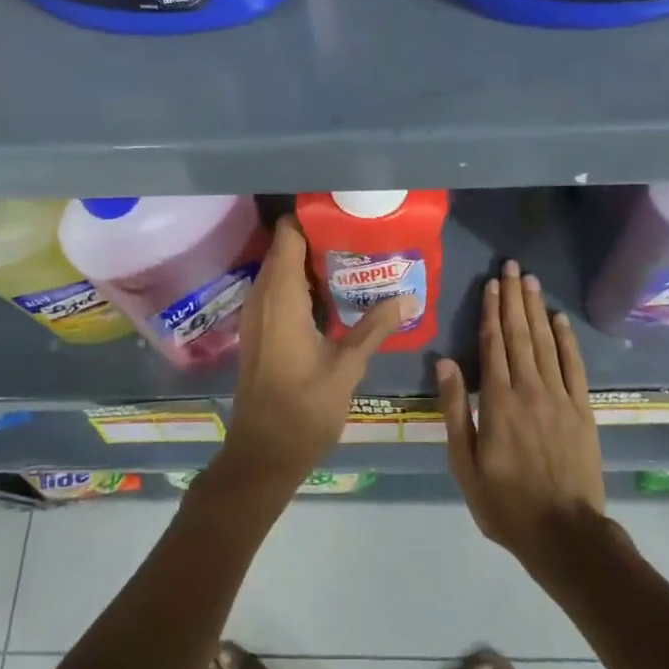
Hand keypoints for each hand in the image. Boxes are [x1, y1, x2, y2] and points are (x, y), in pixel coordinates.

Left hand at [216, 216, 407, 496]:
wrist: (263, 454)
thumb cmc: (304, 408)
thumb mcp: (348, 365)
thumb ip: (377, 326)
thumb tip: (411, 296)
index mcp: (281, 296)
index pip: (288, 234)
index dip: (313, 218)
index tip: (346, 215)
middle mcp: (263, 296)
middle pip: (286, 248)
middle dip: (320, 239)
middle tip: (361, 239)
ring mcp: (257, 314)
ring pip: (282, 271)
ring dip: (312, 264)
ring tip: (354, 263)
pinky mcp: (259, 331)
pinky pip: (279, 292)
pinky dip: (303, 286)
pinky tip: (334, 298)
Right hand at [438, 261, 604, 573]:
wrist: (564, 533)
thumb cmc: (505, 503)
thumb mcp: (465, 464)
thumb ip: (455, 410)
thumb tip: (445, 363)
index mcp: (497, 401)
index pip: (493, 344)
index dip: (491, 311)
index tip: (491, 283)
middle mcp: (529, 389)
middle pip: (520, 334)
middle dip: (513, 298)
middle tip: (512, 266)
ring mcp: (560, 397)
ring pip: (546, 342)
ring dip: (536, 309)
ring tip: (531, 281)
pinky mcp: (583, 409)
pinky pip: (574, 366)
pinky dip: (567, 339)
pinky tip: (560, 319)